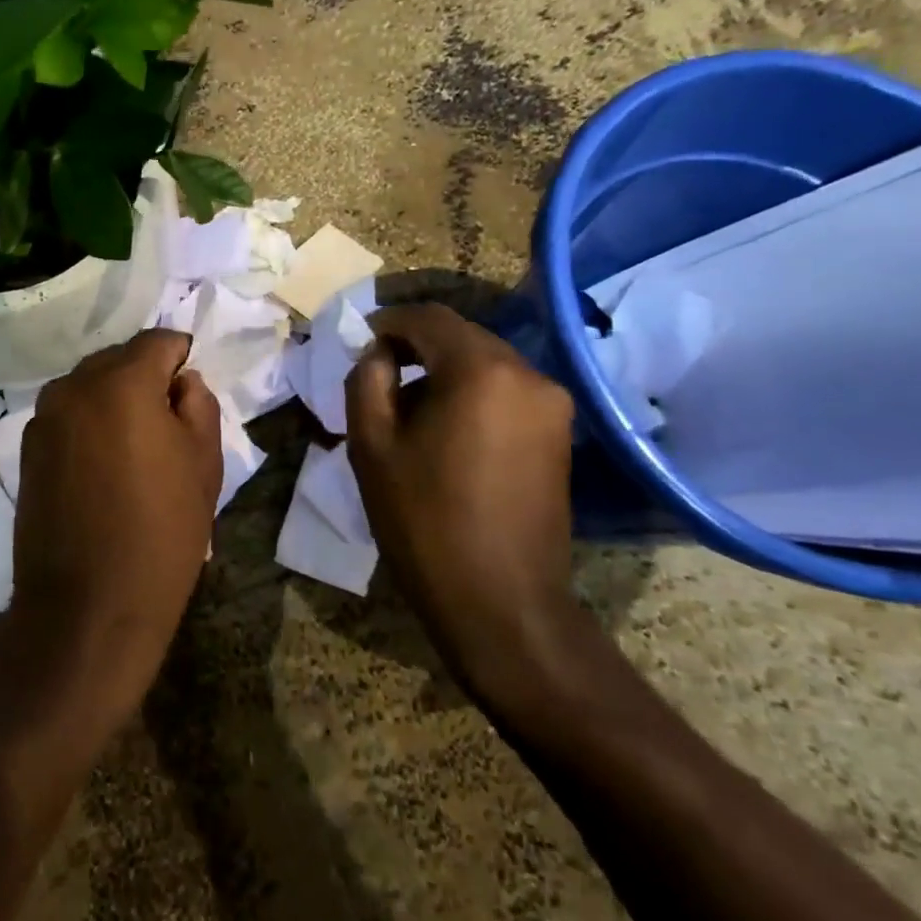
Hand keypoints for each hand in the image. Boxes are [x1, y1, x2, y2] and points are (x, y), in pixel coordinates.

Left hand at [6, 329, 221, 724]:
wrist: (87, 606)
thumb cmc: (161, 533)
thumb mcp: (204, 463)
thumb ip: (198, 403)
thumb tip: (180, 381)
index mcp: (122, 381)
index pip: (158, 341)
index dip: (181, 357)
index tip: (190, 390)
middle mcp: (74, 386)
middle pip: (119, 358)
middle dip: (146, 376)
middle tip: (168, 421)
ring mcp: (44, 417)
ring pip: (90, 385)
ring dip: (115, 399)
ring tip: (136, 447)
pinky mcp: (28, 448)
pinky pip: (69, 415)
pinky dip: (90, 422)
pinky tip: (104, 465)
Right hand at [345, 303, 582, 701]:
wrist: (500, 602)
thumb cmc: (424, 520)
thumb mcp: (372, 445)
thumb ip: (367, 380)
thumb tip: (378, 354)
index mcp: (480, 370)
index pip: (429, 318)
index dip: (389, 322)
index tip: (360, 341)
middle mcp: (527, 374)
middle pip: (462, 337)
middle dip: (416, 347)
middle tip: (378, 374)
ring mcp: (551, 405)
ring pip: (485, 364)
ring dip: (444, 372)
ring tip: (408, 410)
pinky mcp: (560, 435)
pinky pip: (506, 392)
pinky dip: (471, 394)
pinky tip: (446, 431)